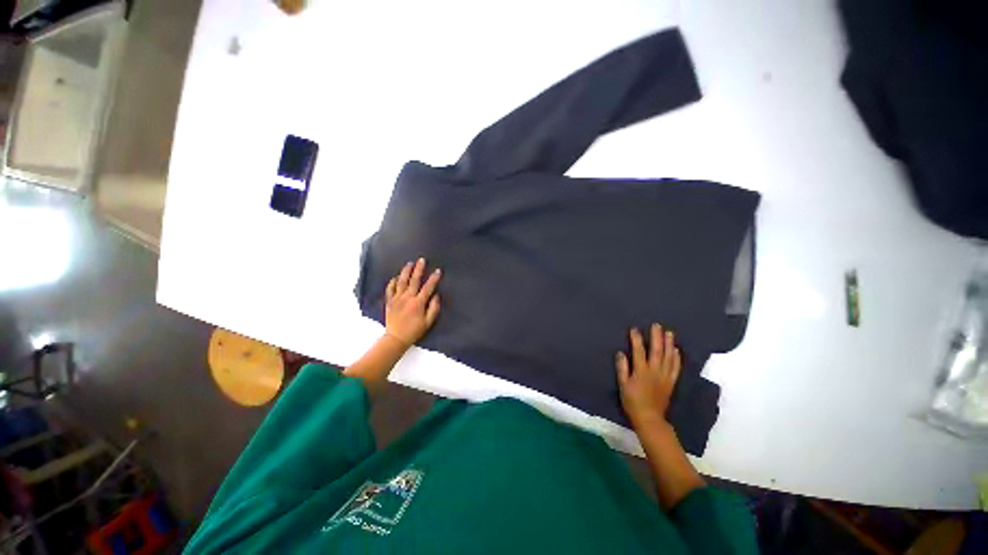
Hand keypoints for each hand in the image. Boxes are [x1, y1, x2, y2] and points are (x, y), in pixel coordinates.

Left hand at [384, 258, 441, 346]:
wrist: (396, 338)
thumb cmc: (414, 331)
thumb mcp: (428, 322)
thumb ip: (434, 308)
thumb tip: (436, 296)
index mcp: (418, 303)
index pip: (428, 287)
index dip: (434, 278)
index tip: (438, 271)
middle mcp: (407, 298)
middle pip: (414, 280)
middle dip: (419, 269)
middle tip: (421, 260)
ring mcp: (396, 299)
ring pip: (401, 281)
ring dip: (406, 271)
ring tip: (409, 263)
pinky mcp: (389, 301)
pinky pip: (390, 289)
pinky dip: (393, 282)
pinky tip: (396, 277)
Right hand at [616, 324, 681, 430]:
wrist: (649, 419)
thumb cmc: (632, 401)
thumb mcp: (623, 385)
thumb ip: (622, 368)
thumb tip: (620, 353)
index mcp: (641, 371)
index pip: (639, 351)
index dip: (636, 339)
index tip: (634, 328)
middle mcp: (655, 371)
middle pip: (657, 351)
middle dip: (656, 337)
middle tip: (657, 325)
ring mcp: (665, 376)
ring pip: (668, 357)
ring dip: (669, 344)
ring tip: (669, 333)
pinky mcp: (671, 382)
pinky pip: (676, 368)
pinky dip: (676, 358)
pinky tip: (676, 350)